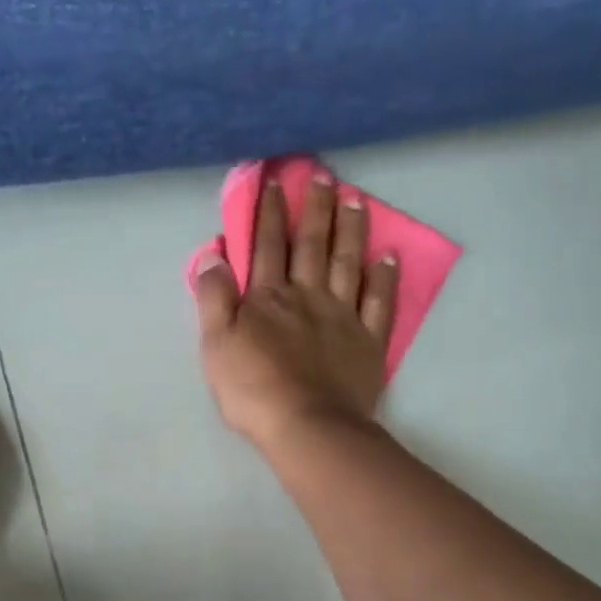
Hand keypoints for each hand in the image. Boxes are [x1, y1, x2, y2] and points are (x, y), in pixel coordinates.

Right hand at [194, 173, 397, 452]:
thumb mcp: (216, 345)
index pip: (266, 247)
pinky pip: (379, 303)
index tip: (274, 181)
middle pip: (311, 245)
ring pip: (347, 263)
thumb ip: (213, 298)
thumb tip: (212, 255)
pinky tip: (388, 257)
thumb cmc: (253, 390)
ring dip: (351, 229)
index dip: (268, 213)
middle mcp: (307, 296)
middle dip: (315, 208)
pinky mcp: (368, 342)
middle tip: (323, 174)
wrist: (308, 426)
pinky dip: (384, 278)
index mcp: (268, 298)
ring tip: (355, 198)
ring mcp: (342, 316)